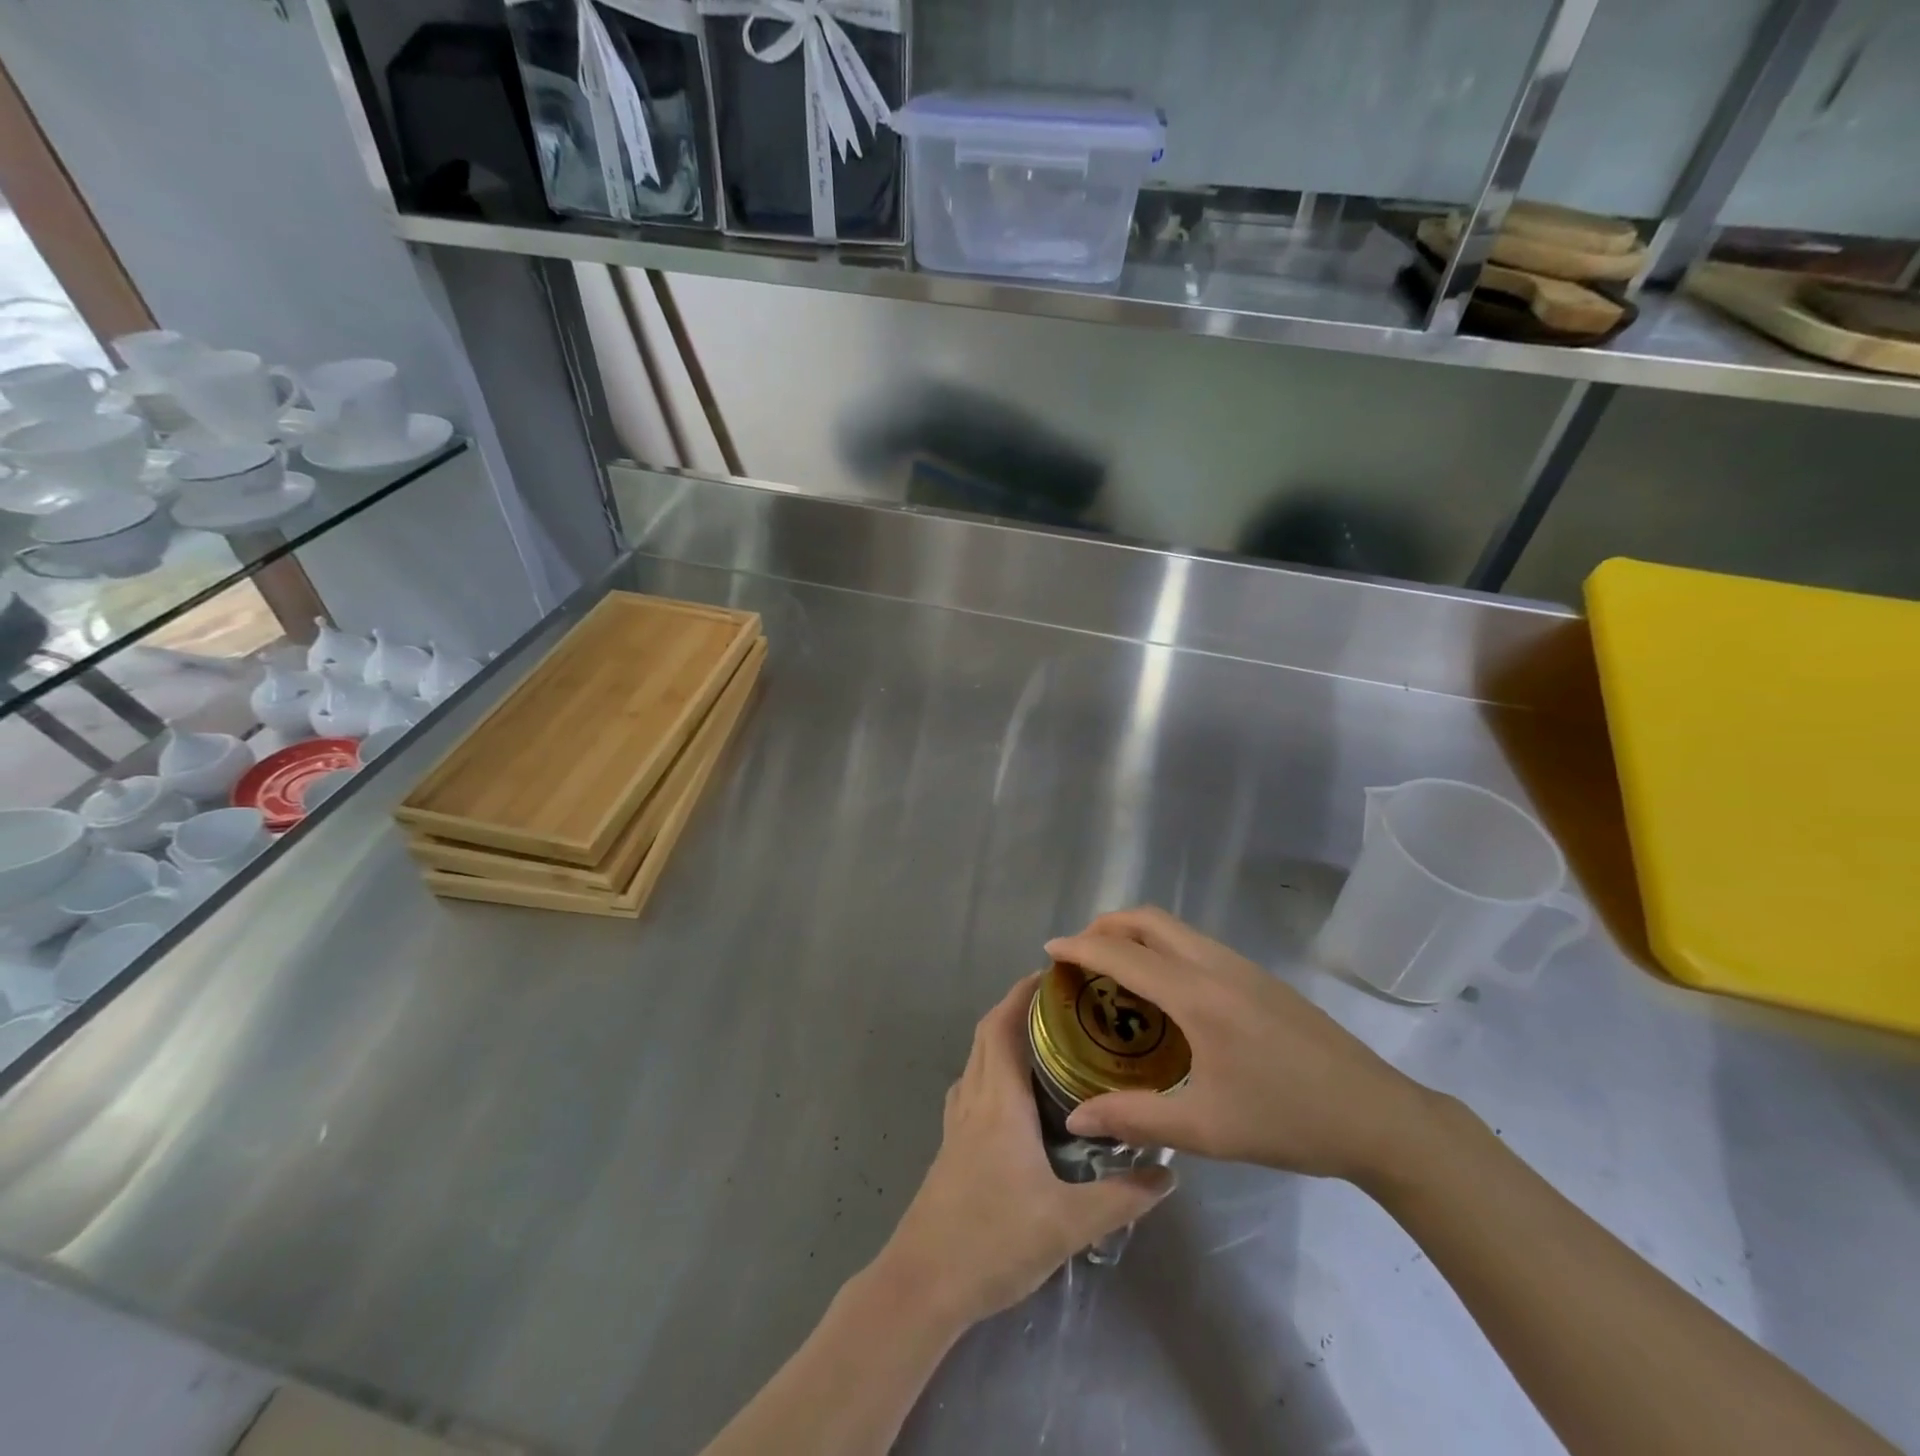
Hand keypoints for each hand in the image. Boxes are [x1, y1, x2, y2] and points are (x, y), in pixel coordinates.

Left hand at [874, 973, 1174, 1328]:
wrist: (923, 1285)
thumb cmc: (992, 1241)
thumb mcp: (1067, 1224)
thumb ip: (1120, 1198)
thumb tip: (1167, 1174)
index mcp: (998, 1102)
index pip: (1002, 1026)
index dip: (1022, 994)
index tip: (1052, 976)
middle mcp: (973, 1100)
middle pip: (986, 1035)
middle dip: (1016, 1009)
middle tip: (1059, 1006)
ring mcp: (956, 1124)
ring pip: (976, 1061)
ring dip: (1001, 1039)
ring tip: (1043, 1043)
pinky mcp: (951, 1148)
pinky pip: (972, 1089)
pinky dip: (991, 1072)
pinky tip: (1015, 1100)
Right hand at [1045, 908, 1441, 1185]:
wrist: (1379, 1117)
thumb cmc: (1288, 1121)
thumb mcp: (1206, 1130)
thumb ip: (1135, 1119)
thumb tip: (1076, 1119)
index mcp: (1198, 995)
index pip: (1124, 955)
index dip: (1081, 948)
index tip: (1049, 951)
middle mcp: (1216, 965)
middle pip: (1148, 919)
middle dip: (1106, 927)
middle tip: (1080, 956)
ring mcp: (1242, 966)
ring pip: (1174, 927)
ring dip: (1136, 934)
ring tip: (1114, 971)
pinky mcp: (1259, 977)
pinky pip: (1195, 943)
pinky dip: (1162, 946)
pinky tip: (1164, 991)